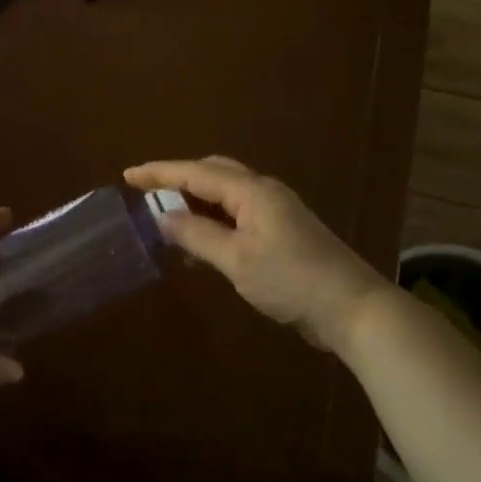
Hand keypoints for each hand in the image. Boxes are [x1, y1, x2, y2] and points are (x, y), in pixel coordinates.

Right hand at [125, 157, 392, 354]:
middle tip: (147, 193)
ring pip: (226, 194)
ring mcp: (276, 211)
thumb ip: (197, 235)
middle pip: (213, 173)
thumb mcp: (236, 260)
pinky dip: (214, 220)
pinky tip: (201, 243)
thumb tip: (163, 216)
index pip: (196, 172)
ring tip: (167, 218)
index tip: (128, 175)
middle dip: (178, 179)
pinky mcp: (283, 232)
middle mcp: (263, 192)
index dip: (160, 173)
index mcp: (252, 191)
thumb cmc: (291, 280)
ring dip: (196, 201)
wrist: (352, 308)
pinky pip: (238, 214)